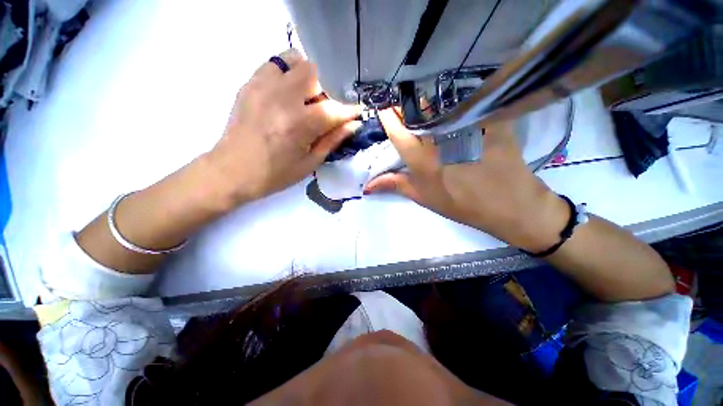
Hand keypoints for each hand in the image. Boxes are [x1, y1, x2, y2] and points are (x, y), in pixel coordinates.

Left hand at [208, 49, 360, 203]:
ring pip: (293, 60)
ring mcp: (262, 87)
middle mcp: (281, 99)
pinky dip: (286, 74)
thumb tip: (353, 125)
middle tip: (321, 109)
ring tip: (303, 98)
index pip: (333, 109)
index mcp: (298, 125)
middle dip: (324, 90)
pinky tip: (286, 95)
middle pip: (313, 73)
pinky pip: (273, 64)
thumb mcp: (310, 163)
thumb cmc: (275, 174)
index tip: (357, 112)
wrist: (232, 171)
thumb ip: (332, 140)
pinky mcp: (249, 84)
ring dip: (305, 77)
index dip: (349, 111)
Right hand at [365, 109, 567, 251]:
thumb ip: (394, 185)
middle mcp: (439, 137)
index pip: (397, 128)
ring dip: (428, 106)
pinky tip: (456, 111)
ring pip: (439, 105)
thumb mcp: (423, 196)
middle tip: (409, 116)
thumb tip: (367, 186)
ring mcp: (465, 126)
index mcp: (420, 157)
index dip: (389, 116)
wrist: (508, 204)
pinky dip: (455, 104)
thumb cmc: (460, 203)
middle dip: (408, 110)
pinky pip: (466, 103)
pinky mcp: (488, 119)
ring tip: (430, 114)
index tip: (385, 109)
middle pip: (416, 112)